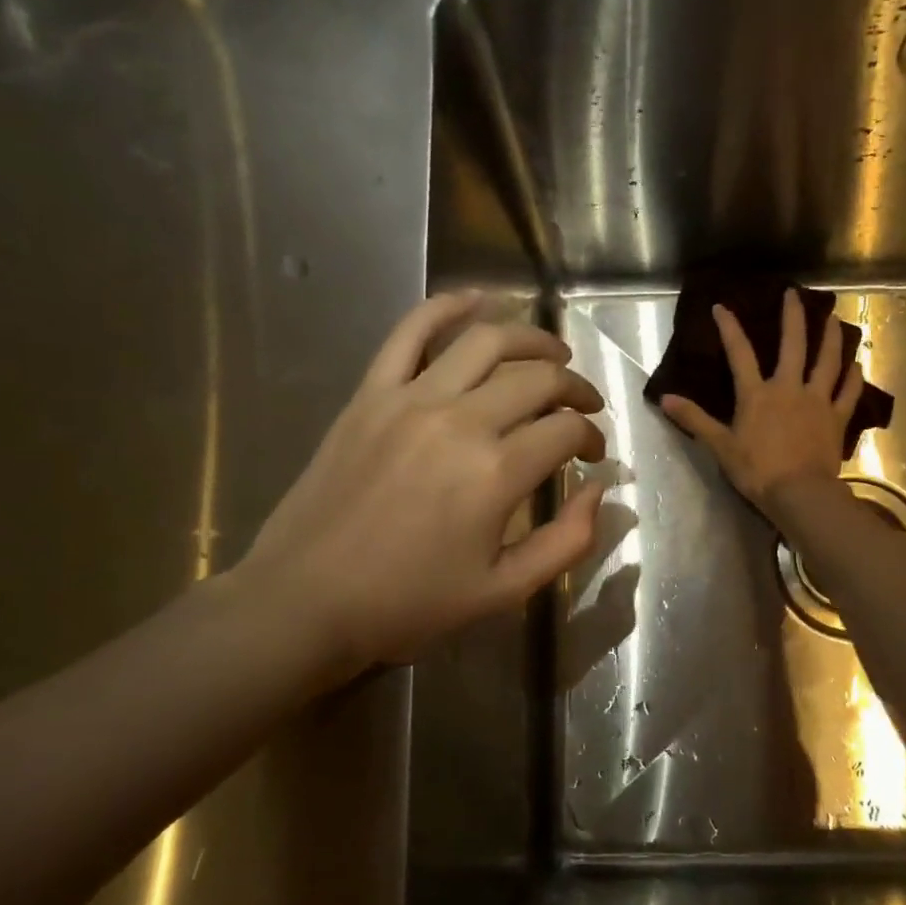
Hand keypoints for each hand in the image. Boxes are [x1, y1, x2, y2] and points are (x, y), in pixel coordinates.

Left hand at [231, 294, 605, 676]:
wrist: (306, 600)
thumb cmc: (409, 603)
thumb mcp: (504, 590)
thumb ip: (567, 541)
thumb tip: (599, 488)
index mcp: (496, 473)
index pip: (565, 430)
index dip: (591, 437)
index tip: (591, 455)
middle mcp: (460, 420)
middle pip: (537, 378)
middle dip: (574, 387)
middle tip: (583, 405)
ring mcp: (410, 399)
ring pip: (485, 340)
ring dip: (530, 337)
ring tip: (552, 351)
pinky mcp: (370, 393)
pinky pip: (410, 331)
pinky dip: (447, 307)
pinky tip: (478, 301)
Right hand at [660, 288, 861, 510]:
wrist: (799, 493)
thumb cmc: (757, 471)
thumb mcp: (720, 446)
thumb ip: (695, 420)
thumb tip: (665, 399)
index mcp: (757, 394)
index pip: (740, 354)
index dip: (730, 329)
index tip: (722, 307)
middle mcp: (789, 388)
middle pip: (793, 345)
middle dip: (793, 317)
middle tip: (795, 293)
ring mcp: (817, 401)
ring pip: (827, 362)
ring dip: (830, 338)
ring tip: (833, 318)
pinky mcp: (836, 419)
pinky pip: (848, 393)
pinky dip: (853, 378)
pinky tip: (857, 365)